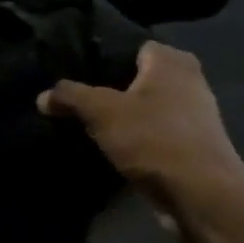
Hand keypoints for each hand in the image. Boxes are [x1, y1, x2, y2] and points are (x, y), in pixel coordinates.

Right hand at [39, 42, 243, 242]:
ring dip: (124, 117)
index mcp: (172, 61)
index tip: (78, 71)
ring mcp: (195, 117)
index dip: (105, 57)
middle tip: (78, 98)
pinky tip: (110, 149)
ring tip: (88, 124)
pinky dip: (136, 140)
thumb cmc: (153, 138)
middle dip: (111, 88)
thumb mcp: (100, 111)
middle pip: (139, 78)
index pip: (133, 46)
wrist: (201, 196)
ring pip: (147, 108)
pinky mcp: (193, 147)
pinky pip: (155, 134)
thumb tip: (42, 96)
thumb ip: (69, 96)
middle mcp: (189, 82)